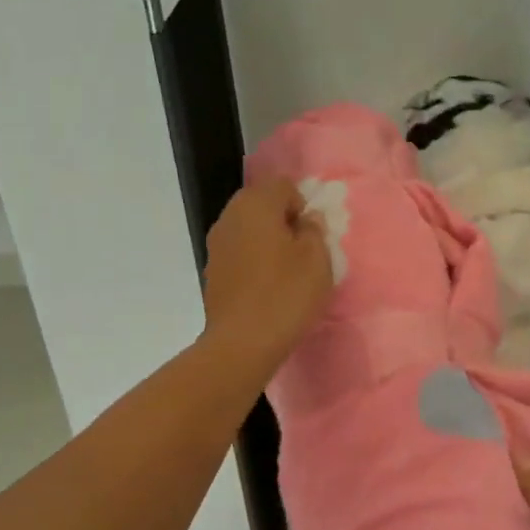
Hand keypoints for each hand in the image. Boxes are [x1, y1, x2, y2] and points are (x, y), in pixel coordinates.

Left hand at [202, 178, 332, 369]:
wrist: (242, 343)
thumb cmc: (286, 294)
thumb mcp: (317, 259)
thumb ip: (315, 230)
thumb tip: (307, 220)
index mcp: (256, 204)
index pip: (283, 185)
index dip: (302, 205)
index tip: (311, 235)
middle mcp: (230, 216)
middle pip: (262, 204)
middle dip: (284, 221)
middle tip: (303, 251)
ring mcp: (216, 244)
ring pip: (249, 229)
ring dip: (268, 241)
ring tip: (286, 271)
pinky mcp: (212, 271)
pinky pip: (239, 252)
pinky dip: (254, 261)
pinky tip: (266, 287)